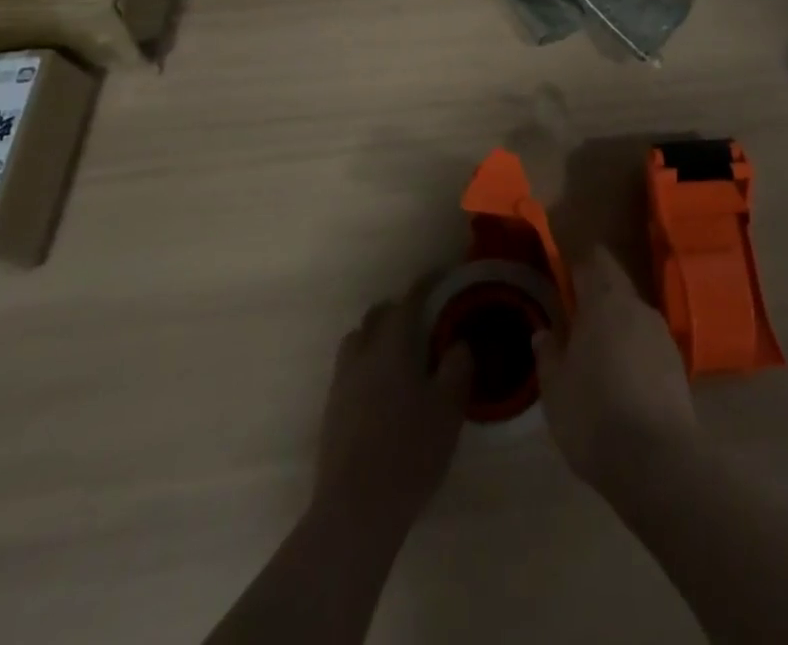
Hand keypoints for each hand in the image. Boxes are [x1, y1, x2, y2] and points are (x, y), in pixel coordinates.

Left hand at [313, 283, 471, 532]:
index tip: (441, 276)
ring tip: (400, 354)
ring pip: (357, 342)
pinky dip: (367, 366)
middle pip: (376, 316)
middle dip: (398, 309)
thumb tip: (457, 343)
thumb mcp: (449, 406)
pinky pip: (350, 371)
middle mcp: (362, 355)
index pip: (409, 300)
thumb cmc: (410, 450)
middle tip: (423, 318)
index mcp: (391, 345)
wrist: (356, 510)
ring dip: (377, 337)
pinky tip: (384, 391)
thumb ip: (456, 366)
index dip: (426, 285)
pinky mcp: (331, 413)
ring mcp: (341, 384)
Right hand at [533, 248, 696, 487]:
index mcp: (604, 301)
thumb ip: (548, 353)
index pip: (594, 261)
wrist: (657, 461)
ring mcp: (662, 335)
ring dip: (616, 328)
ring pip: (633, 317)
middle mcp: (637, 307)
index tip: (565, 273)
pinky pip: (648, 345)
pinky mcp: (678, 365)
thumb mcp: (555, 387)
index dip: (579, 264)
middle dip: (596, 299)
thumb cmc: (594, 414)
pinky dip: (634, 353)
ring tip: (596, 354)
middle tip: (574, 319)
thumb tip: (543, 332)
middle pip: (615, 287)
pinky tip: (622, 381)